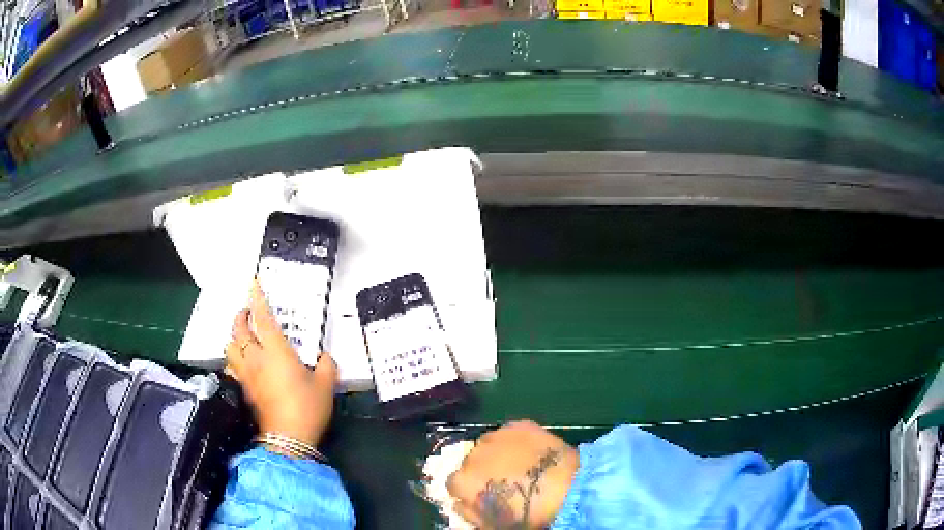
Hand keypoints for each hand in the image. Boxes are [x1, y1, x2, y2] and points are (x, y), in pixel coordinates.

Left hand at [225, 279, 336, 447]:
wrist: (288, 437)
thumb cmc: (307, 407)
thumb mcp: (326, 385)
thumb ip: (326, 365)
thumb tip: (324, 357)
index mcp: (277, 351)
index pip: (263, 319)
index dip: (257, 299)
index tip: (253, 283)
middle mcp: (256, 358)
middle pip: (239, 330)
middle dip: (241, 316)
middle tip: (248, 312)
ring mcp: (247, 374)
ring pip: (230, 347)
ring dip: (234, 337)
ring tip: (243, 336)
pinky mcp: (244, 389)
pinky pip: (232, 366)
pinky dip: (234, 359)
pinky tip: (242, 363)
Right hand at [447, 421, 579, 528]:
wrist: (566, 489)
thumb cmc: (527, 514)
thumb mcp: (491, 525)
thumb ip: (468, 513)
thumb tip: (460, 503)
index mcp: (462, 481)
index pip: (454, 484)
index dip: (469, 490)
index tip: (483, 495)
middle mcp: (472, 454)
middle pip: (471, 462)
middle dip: (483, 470)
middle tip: (504, 481)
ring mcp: (496, 436)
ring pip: (489, 444)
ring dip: (497, 454)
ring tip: (519, 465)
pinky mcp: (519, 424)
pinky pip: (510, 433)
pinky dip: (516, 441)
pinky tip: (531, 452)